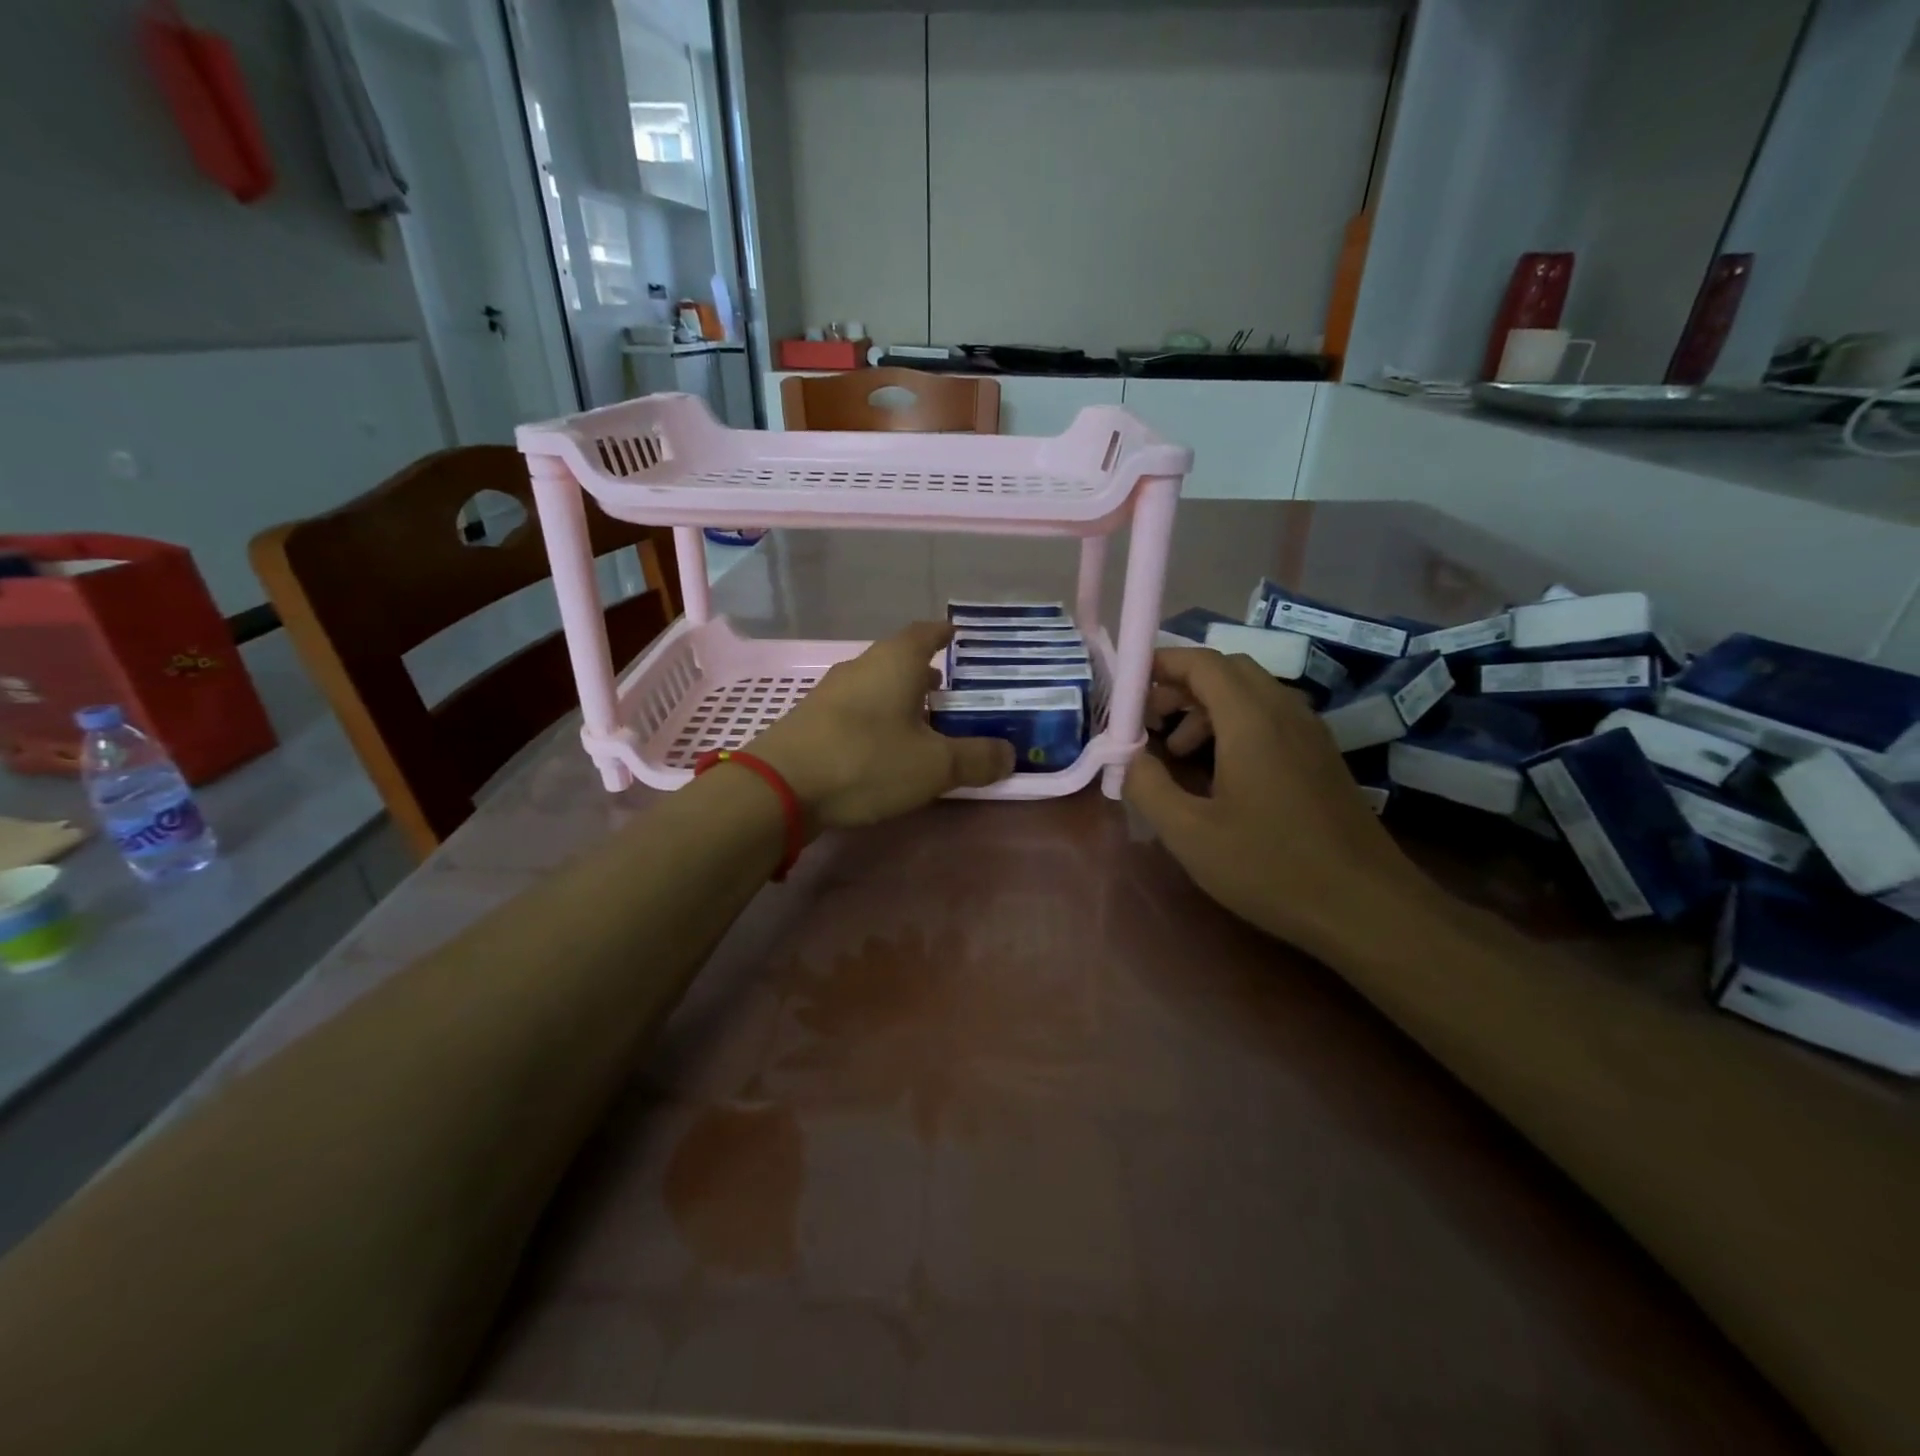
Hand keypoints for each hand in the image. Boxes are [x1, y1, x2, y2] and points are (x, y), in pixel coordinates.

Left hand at [750, 621, 1014, 831]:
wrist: (779, 786)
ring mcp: (832, 693)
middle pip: (900, 660)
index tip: (961, 638)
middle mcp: (862, 667)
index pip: (925, 632)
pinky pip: (857, 711)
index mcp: (895, 661)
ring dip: (901, 700)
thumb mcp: (934, 766)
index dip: (945, 634)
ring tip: (926, 724)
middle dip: (927, 674)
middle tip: (953, 693)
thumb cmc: (867, 760)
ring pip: (877, 686)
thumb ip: (975, 759)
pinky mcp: (813, 721)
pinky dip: (878, 721)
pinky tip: (886, 748)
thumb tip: (1009, 754)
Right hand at [1126, 647, 1425, 956]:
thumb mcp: (1190, 834)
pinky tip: (1219, 772)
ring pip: (1250, 693)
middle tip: (1148, 719)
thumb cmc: (1270, 867)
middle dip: (1180, 684)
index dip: (1160, 664)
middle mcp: (1285, 711)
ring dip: (1205, 707)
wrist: (1366, 907)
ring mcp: (1310, 732)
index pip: (1202, 662)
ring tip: (1176, 752)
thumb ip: (1148, 786)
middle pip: (1227, 670)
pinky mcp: (1321, 756)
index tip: (1127, 687)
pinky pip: (1270, 717)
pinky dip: (1234, 725)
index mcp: (1252, 719)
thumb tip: (1128, 755)